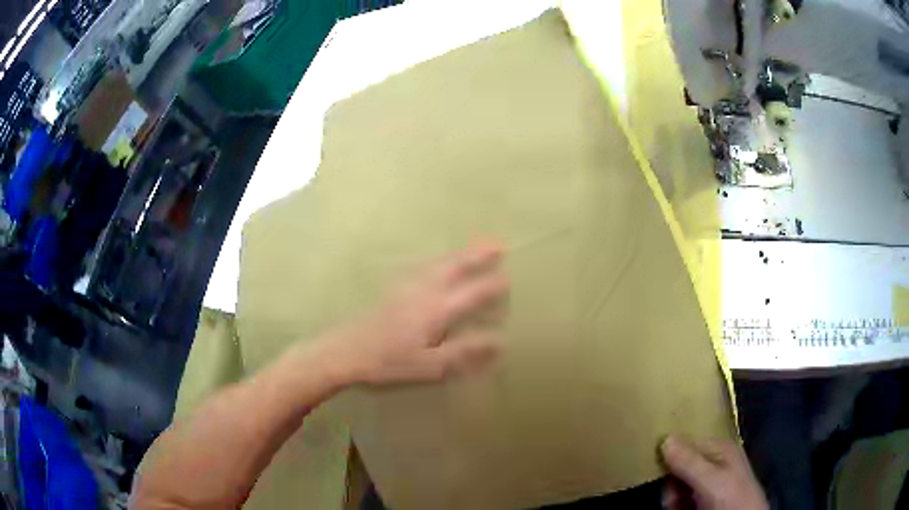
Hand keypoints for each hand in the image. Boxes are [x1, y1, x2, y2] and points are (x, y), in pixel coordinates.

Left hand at [330, 244, 508, 385]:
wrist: (345, 352)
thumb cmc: (390, 363)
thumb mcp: (431, 365)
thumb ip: (465, 352)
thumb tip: (499, 341)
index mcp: (436, 309)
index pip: (472, 293)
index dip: (492, 286)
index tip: (509, 279)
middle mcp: (424, 290)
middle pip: (455, 265)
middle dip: (478, 254)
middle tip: (498, 245)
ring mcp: (406, 286)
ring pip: (438, 262)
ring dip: (459, 254)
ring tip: (474, 248)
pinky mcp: (393, 289)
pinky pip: (423, 265)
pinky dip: (438, 260)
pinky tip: (436, 264)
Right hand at [660, 436, 767, 509]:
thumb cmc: (731, 499)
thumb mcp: (711, 481)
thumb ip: (690, 461)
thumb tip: (665, 438)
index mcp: (720, 448)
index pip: (685, 442)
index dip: (669, 455)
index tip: (658, 472)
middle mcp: (714, 461)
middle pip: (679, 465)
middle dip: (671, 483)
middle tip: (674, 499)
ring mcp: (709, 481)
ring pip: (677, 484)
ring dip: (672, 497)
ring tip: (679, 507)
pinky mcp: (705, 497)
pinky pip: (682, 497)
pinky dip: (678, 504)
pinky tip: (682, 509)